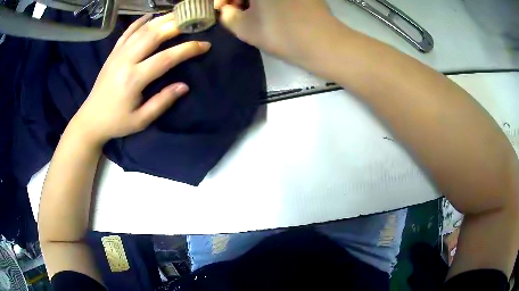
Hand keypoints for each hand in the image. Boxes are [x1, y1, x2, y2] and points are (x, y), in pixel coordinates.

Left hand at [71, 13, 210, 144]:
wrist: (90, 119)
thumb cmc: (116, 122)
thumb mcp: (141, 120)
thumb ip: (162, 102)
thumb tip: (184, 86)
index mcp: (133, 79)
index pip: (165, 58)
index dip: (187, 49)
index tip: (204, 45)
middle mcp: (125, 61)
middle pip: (153, 35)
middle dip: (176, 25)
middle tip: (194, 21)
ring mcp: (117, 54)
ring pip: (142, 30)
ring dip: (161, 19)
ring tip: (178, 14)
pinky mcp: (113, 53)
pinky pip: (127, 32)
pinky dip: (139, 22)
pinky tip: (150, 15)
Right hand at [214, 0, 332, 60]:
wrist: (323, 42)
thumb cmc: (280, 33)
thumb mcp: (244, 27)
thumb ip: (227, 15)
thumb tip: (227, 9)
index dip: (223, 0)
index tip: (223, 9)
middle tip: (236, 11)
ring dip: (253, 0)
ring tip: (252, 13)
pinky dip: (268, 1)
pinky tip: (269, 10)